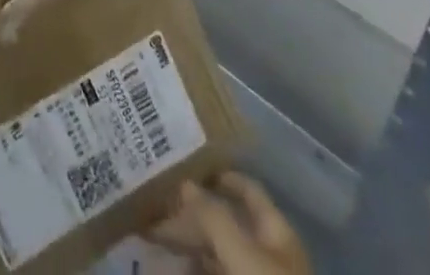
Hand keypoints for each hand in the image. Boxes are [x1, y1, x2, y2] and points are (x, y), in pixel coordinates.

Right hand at [149, 175, 310, 274]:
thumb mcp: (242, 256)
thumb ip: (214, 217)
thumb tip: (185, 185)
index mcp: (276, 235)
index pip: (248, 191)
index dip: (220, 176)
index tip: (185, 165)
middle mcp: (266, 259)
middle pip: (227, 227)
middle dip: (193, 218)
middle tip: (156, 208)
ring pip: (215, 262)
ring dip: (187, 253)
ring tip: (153, 244)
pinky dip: (191, 273)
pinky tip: (168, 271)